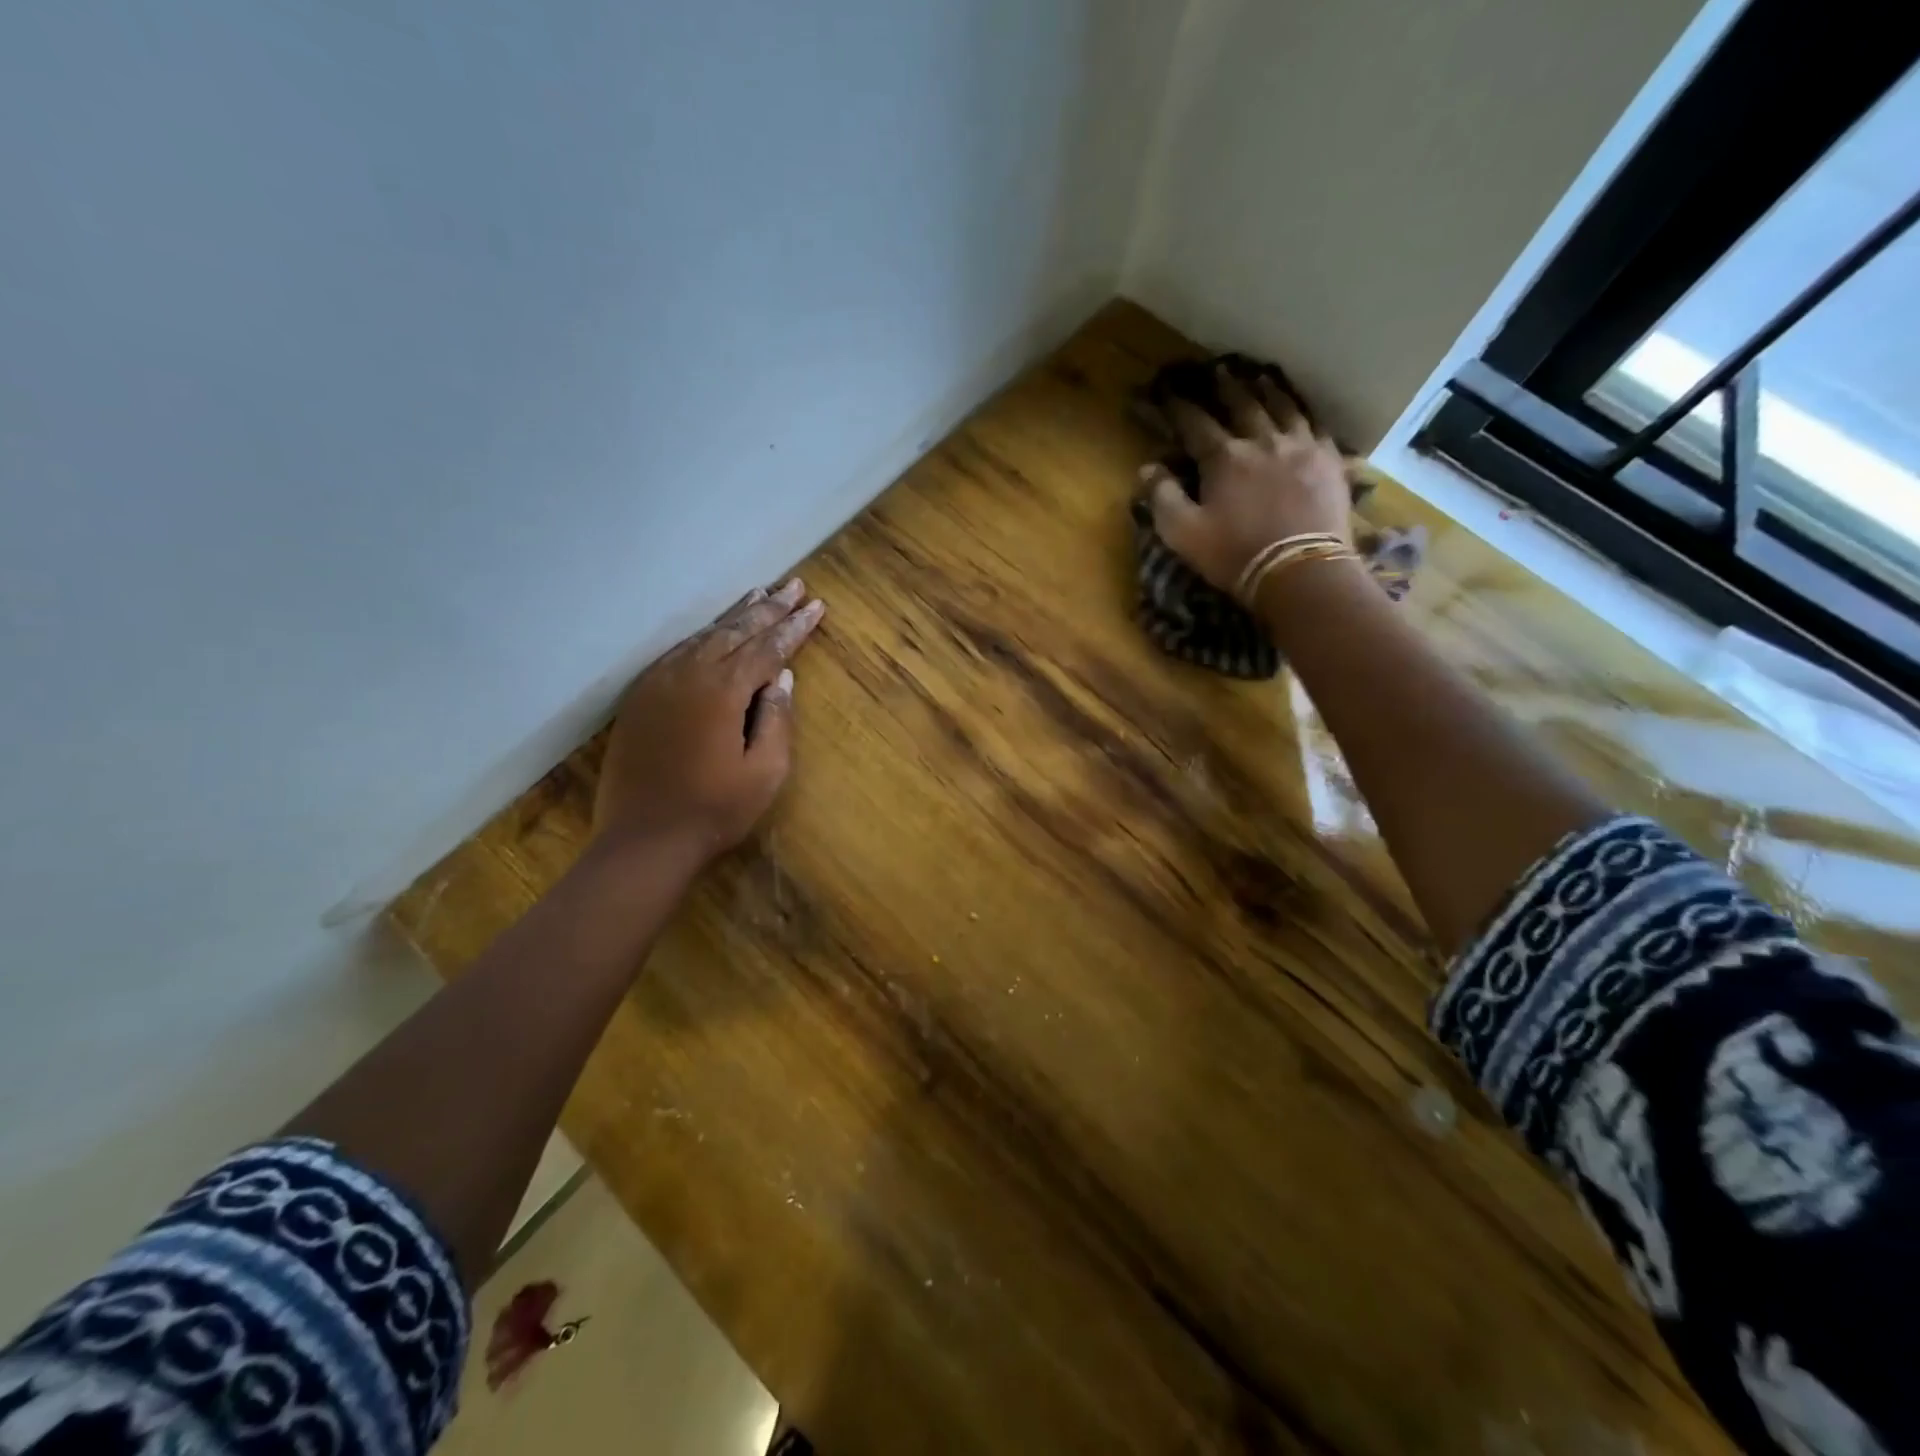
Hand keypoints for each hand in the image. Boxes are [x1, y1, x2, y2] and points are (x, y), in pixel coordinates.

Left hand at [594, 578, 825, 864]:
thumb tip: (783, 677)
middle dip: (769, 608)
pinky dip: (703, 636)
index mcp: (723, 691)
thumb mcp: (765, 772)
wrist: (644, 841)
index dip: (795, 626)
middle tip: (794, 585)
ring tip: (760, 594)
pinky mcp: (641, 697)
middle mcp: (689, 674)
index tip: (816, 605)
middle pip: (735, 631)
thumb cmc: (715, 810)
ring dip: (736, 615)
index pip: (768, 648)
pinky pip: (678, 652)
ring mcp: (659, 683)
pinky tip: (714, 631)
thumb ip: (777, 719)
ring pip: (704, 636)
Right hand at [1144, 367, 1353, 593]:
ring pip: (1283, 407)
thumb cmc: (1235, 554)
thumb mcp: (1183, 534)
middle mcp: (1262, 440)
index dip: (1178, 407)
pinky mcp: (1330, 461)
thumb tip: (1148, 468)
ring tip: (1260, 377)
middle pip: (1243, 404)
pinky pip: (1317, 426)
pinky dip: (1305, 413)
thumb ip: (1162, 498)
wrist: (1300, 571)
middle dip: (1226, 387)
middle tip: (1218, 370)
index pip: (1195, 423)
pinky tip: (1302, 411)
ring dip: (1268, 390)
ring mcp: (1301, 447)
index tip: (1166, 392)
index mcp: (1224, 458)